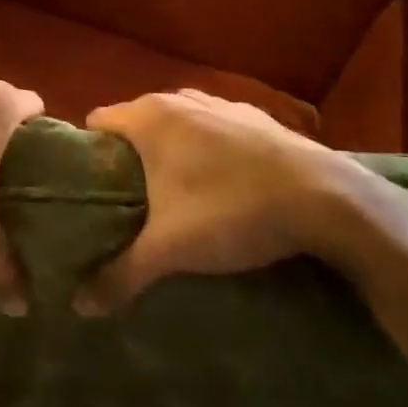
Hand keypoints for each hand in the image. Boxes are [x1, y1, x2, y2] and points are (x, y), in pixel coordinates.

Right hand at [76, 89, 403, 312]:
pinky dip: (209, 147)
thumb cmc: (231, 212)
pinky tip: (224, 183)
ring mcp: (221, 103)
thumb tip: (79, 307)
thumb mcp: (171, 250)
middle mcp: (179, 99)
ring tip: (176, 193)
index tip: (94, 187)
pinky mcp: (256, 116)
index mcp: (149, 118)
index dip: (90, 152)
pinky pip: (215, 127)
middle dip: (130, 156)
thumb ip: (121, 274)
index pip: (97, 121)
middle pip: (136, 121)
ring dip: (171, 150)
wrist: (327, 200)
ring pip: (178, 122)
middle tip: (130, 201)